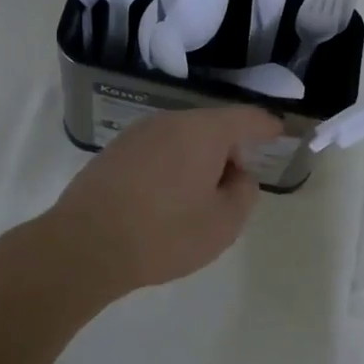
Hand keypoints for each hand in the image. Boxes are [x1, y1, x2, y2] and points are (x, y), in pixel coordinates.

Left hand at [47, 106, 283, 299]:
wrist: (85, 245)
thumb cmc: (164, 234)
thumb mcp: (223, 223)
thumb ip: (243, 192)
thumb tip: (237, 174)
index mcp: (203, 131)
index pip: (246, 118)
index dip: (267, 126)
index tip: (279, 133)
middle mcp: (170, 122)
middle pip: (212, 126)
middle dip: (229, 148)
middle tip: (237, 181)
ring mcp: (137, 134)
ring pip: (182, 138)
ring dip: (198, 159)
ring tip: (200, 195)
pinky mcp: (114, 152)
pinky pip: (157, 150)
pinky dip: (171, 166)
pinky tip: (166, 197)